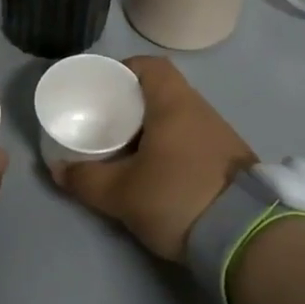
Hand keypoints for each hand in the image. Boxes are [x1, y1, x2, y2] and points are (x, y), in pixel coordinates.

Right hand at [49, 56, 255, 260]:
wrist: (247, 237)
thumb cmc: (177, 197)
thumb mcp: (121, 193)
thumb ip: (85, 179)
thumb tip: (57, 169)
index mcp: (175, 104)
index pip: (151, 66)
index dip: (124, 70)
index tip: (103, 89)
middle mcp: (201, 111)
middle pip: (162, 92)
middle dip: (132, 105)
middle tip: (106, 123)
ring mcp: (221, 136)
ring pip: (178, 119)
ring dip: (152, 129)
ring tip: (126, 150)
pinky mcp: (231, 162)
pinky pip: (192, 141)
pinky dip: (171, 147)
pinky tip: (156, 172)